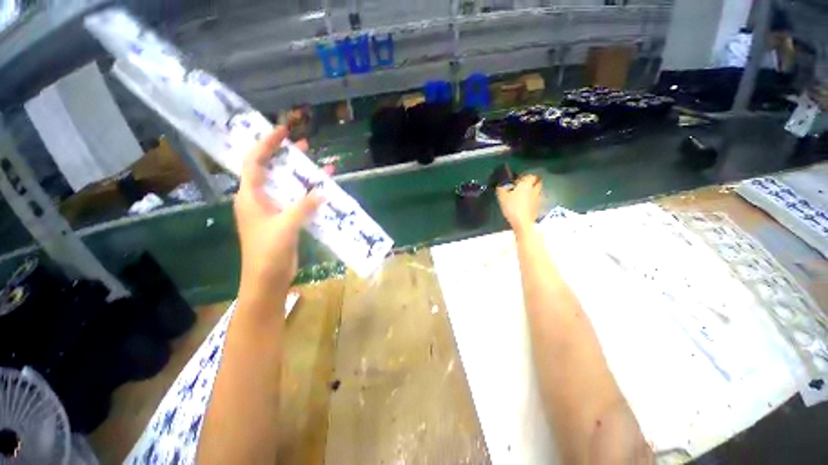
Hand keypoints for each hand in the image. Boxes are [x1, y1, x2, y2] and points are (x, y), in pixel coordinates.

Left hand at [234, 127, 322, 300]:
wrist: (267, 279)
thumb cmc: (268, 252)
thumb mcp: (285, 226)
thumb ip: (303, 207)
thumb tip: (322, 191)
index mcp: (250, 196)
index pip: (255, 162)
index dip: (266, 144)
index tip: (283, 131)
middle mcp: (259, 200)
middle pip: (272, 171)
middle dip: (286, 157)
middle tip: (305, 147)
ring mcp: (273, 211)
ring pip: (287, 187)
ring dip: (302, 177)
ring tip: (319, 167)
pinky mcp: (285, 221)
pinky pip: (297, 202)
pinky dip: (309, 196)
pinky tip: (323, 193)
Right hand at [496, 174, 541, 234]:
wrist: (522, 222)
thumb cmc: (512, 207)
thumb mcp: (502, 196)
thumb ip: (501, 188)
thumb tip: (501, 184)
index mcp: (526, 184)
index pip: (531, 175)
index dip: (525, 176)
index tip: (518, 180)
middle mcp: (534, 189)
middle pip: (538, 182)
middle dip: (532, 182)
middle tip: (523, 186)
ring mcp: (537, 198)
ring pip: (538, 190)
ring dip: (533, 190)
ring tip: (524, 194)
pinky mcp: (537, 207)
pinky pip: (536, 199)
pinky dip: (532, 199)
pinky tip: (525, 203)